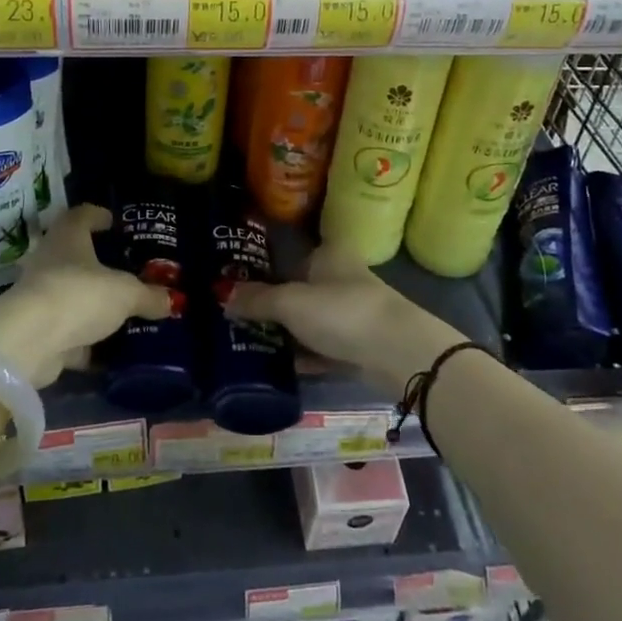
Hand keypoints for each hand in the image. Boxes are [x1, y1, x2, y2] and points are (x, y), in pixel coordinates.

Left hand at [0, 205, 171, 385]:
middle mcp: (50, 260)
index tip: (113, 222)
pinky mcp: (38, 330)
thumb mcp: (125, 293)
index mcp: (68, 237)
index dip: (98, 216)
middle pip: (75, 255)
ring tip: (124, 311)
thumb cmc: (80, 295)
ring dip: (93, 303)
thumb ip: (148, 295)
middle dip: (99, 263)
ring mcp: (41, 296)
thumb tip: (170, 300)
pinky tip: (109, 349)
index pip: (82, 215)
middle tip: (127, 269)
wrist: (30, 342)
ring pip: (72, 294)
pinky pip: (68, 331)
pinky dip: (86, 340)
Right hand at [224, 243, 465, 395]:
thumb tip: (222, 295)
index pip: (291, 254)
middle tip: (236, 317)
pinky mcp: (357, 345)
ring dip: (286, 331)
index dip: (265, 268)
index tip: (237, 284)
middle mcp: (341, 277)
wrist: (399, 354)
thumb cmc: (342, 312)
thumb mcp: (291, 303)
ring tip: (248, 342)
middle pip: (298, 289)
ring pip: (309, 320)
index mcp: (329, 254)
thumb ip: (257, 300)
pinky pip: (321, 347)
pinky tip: (277, 365)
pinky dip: (302, 354)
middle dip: (271, 304)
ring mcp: (351, 313)